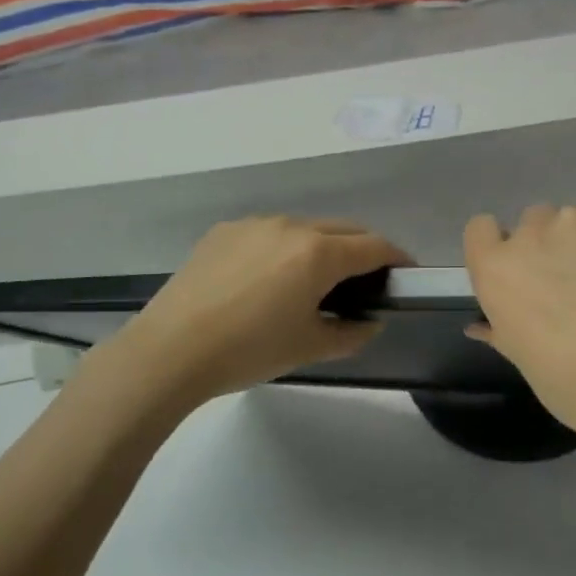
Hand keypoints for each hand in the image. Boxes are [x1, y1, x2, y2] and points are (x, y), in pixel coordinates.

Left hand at [106, 216, 409, 406]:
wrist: (170, 350)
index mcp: (319, 254)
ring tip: (312, 280)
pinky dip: (283, 248)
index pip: (374, 246)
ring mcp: (255, 224)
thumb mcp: (309, 348)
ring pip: (305, 227)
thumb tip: (370, 322)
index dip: (397, 258)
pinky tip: (266, 279)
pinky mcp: (225, 231)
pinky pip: (268, 232)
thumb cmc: (249, 351)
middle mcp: (291, 226)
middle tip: (365, 279)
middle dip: (363, 249)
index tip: (406, 272)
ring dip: (321, 246)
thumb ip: (351, 333)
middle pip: (343, 229)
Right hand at [463, 205, 575, 469]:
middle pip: (534, 222)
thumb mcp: (523, 359)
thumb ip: (500, 330)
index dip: (500, 245)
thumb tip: (480, 326)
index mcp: (497, 268)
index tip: (521, 270)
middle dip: (549, 245)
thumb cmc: (570, 382)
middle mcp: (532, 233)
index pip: (481, 229)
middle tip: (575, 282)